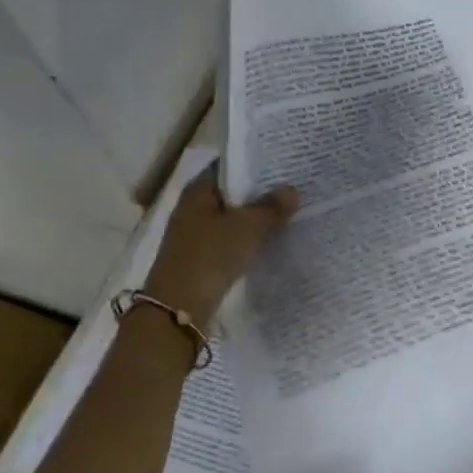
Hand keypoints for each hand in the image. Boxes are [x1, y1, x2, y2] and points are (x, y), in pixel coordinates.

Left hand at [143, 165, 298, 327]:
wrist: (179, 308)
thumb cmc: (211, 256)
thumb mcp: (248, 228)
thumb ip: (271, 208)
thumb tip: (291, 189)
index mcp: (198, 191)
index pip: (228, 167)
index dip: (254, 164)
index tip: (283, 164)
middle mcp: (192, 208)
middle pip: (231, 194)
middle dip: (259, 192)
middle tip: (293, 188)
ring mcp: (194, 235)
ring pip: (231, 218)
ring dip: (254, 218)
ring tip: (288, 213)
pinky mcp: (199, 258)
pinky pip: (229, 241)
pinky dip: (247, 239)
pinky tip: (269, 242)